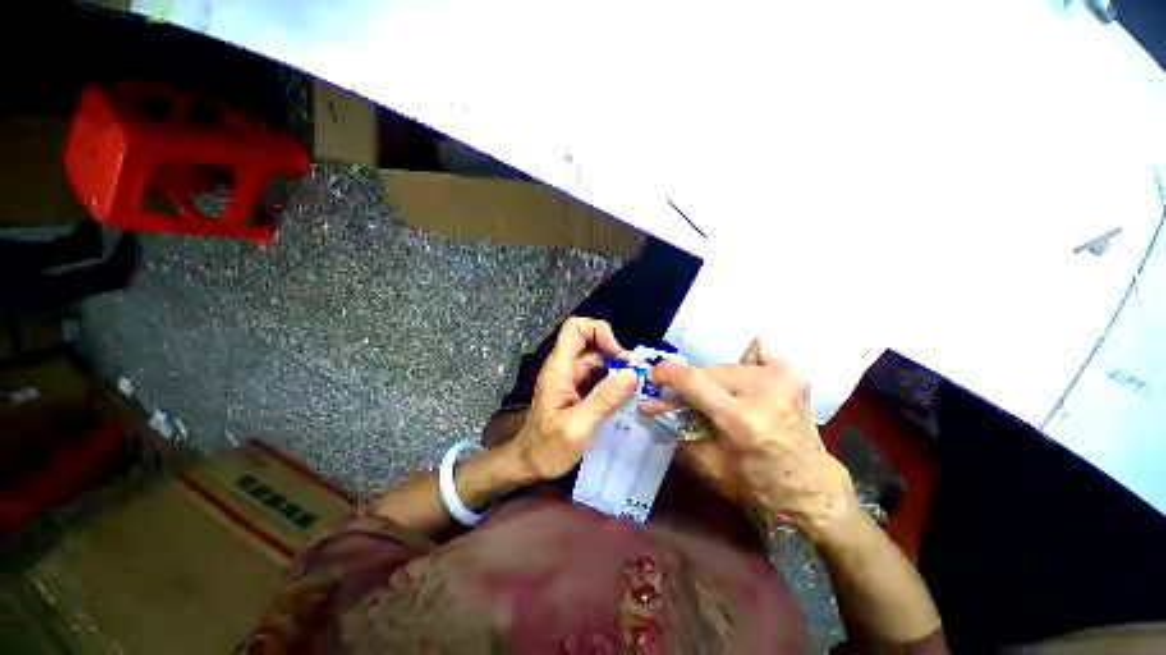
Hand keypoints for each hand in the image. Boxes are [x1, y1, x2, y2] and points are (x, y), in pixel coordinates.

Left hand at [511, 317, 639, 480]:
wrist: (529, 464)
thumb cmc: (546, 449)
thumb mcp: (577, 427)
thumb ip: (603, 400)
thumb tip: (631, 374)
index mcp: (559, 368)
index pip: (575, 329)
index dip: (598, 331)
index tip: (618, 356)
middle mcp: (566, 367)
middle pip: (592, 342)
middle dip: (616, 354)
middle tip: (635, 377)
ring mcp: (572, 378)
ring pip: (600, 359)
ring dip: (618, 369)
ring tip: (636, 388)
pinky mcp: (579, 389)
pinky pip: (600, 375)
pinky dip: (615, 381)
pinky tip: (626, 396)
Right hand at [646, 339, 859, 541]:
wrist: (811, 487)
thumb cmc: (757, 485)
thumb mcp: (707, 461)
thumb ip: (676, 426)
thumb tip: (650, 405)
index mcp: (741, 419)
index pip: (693, 379)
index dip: (667, 373)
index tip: (654, 377)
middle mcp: (763, 392)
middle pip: (708, 371)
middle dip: (690, 383)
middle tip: (684, 399)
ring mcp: (783, 379)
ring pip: (727, 365)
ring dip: (715, 380)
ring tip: (722, 399)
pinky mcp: (794, 375)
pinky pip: (760, 351)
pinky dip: (747, 361)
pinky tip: (748, 381)